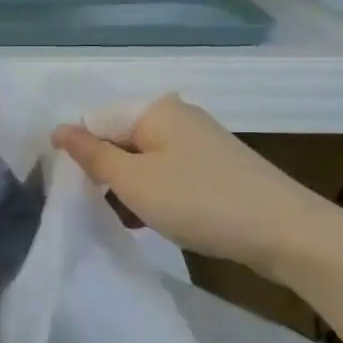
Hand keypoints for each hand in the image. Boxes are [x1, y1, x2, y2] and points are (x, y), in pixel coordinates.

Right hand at [52, 97, 332, 274]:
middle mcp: (177, 118)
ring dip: (128, 190)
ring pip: (143, 162)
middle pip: (121, 141)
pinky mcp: (214, 170)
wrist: (284, 232)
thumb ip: (93, 155)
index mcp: (156, 109)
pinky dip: (153, 196)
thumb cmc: (199, 201)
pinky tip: (150, 222)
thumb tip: (58, 129)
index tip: (72, 191)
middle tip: (93, 209)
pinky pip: (167, 176)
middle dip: (104, 174)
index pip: (97, 121)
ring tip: (123, 220)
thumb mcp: (135, 181)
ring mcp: (199, 144)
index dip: (79, 155)